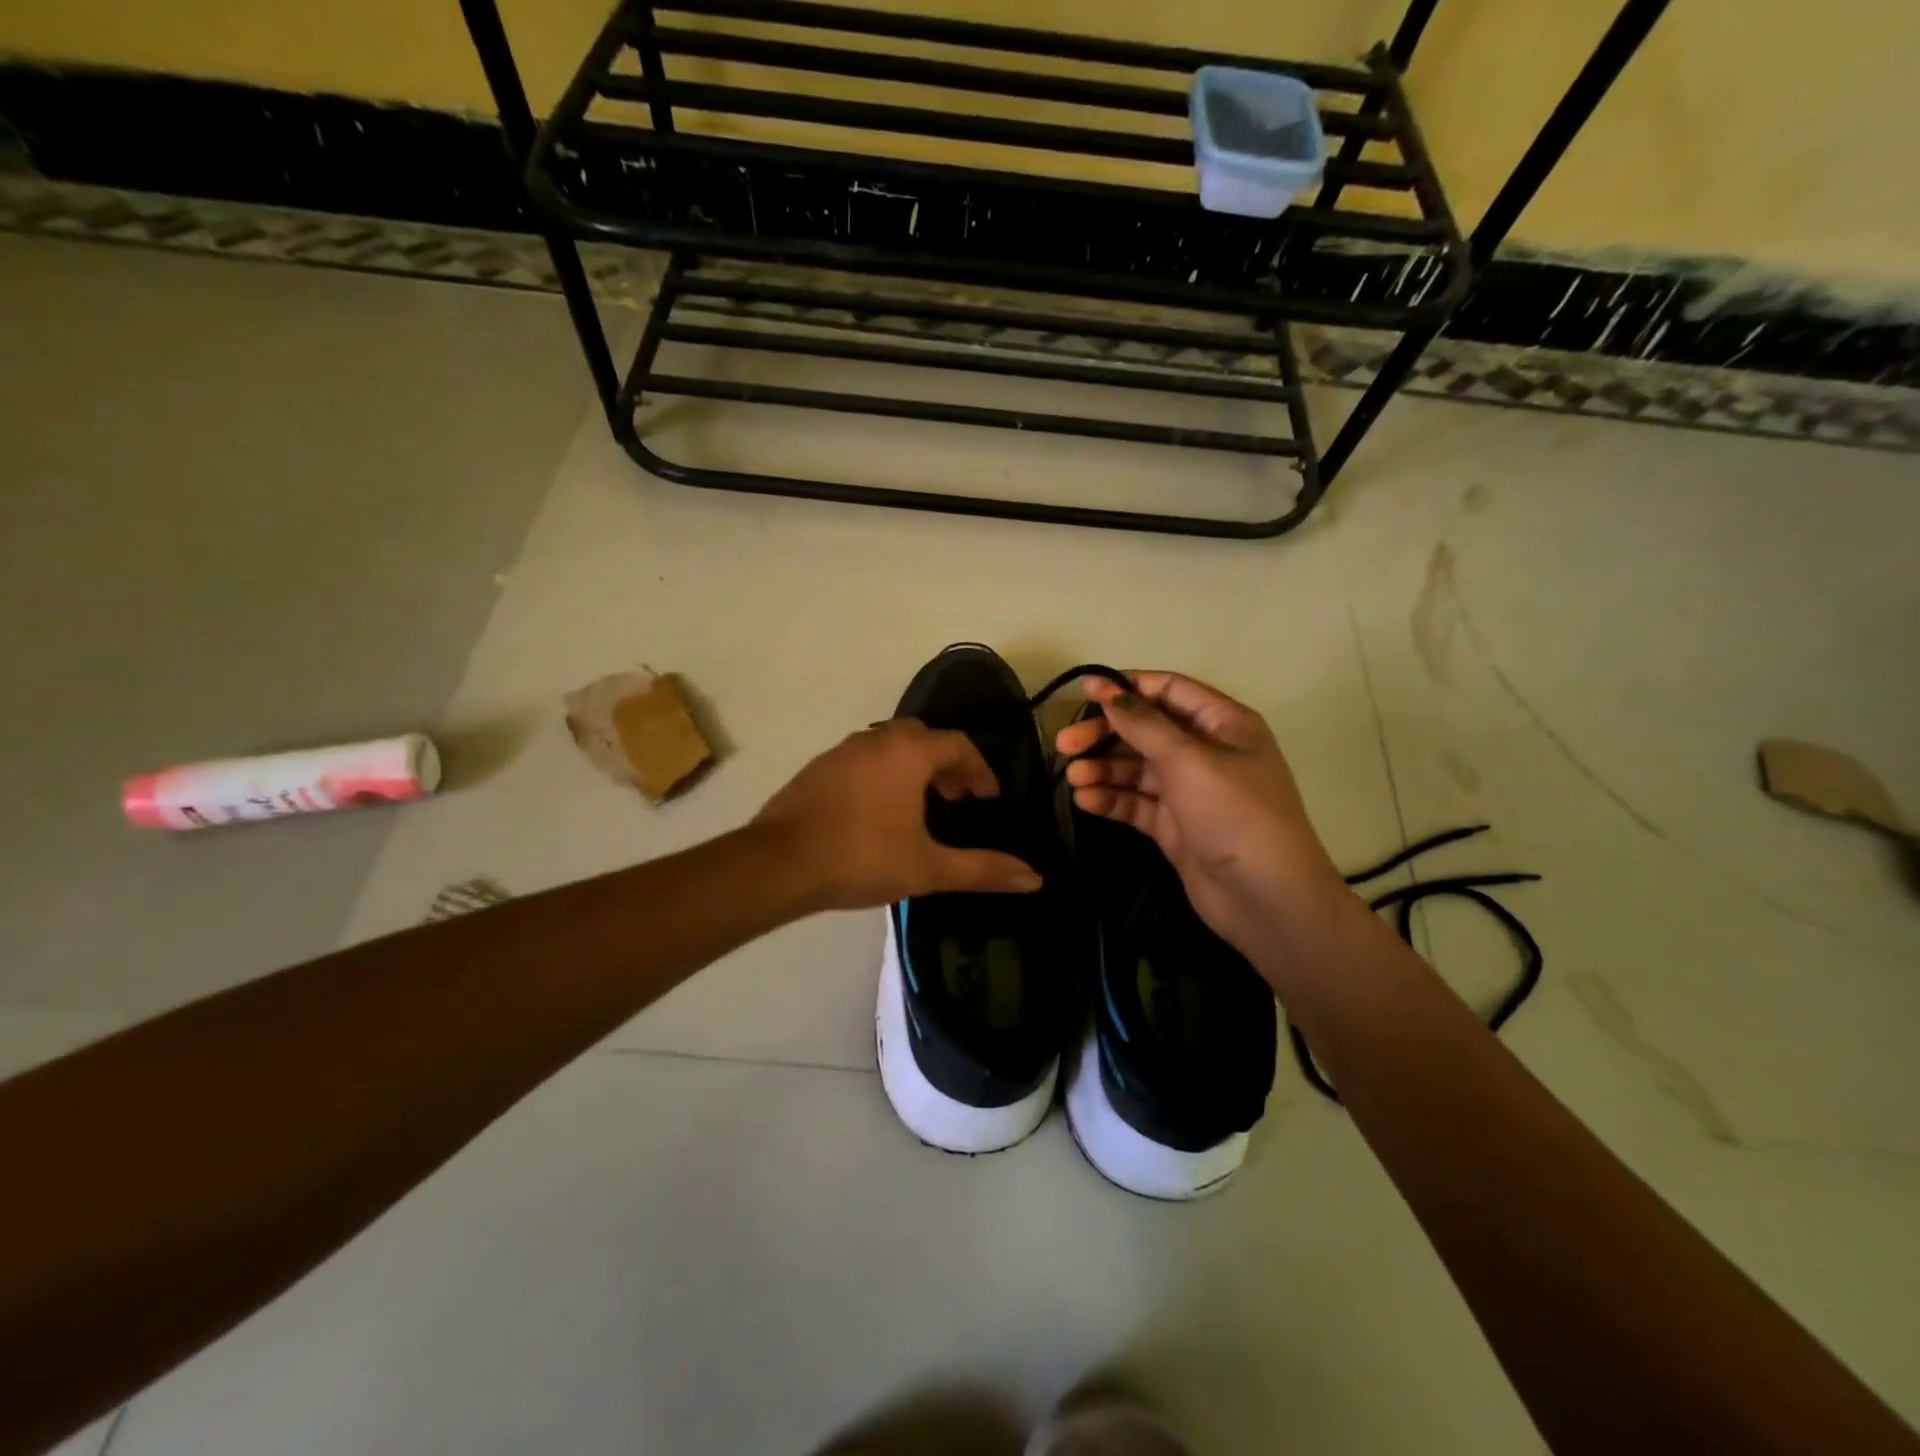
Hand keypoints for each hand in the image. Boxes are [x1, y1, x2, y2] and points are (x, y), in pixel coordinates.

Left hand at [756, 719, 1042, 911]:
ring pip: (890, 747)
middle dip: (948, 766)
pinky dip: (883, 775)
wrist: (779, 864)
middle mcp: (876, 740)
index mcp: (909, 752)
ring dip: (914, 769)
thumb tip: (1035, 879)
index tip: (988, 799)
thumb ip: (983, 870)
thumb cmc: (862, 858)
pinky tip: (878, 813)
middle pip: (924, 739)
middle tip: (958, 800)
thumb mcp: (928, 868)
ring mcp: (842, 751)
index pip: (958, 745)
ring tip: (922, 809)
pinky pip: (863, 760)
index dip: (980, 770)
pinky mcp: (818, 769)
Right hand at [1055, 672, 1348, 956]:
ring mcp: (1189, 791)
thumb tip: (1108, 692)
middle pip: (1146, 730)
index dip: (1126, 687)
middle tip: (1064, 744)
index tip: (1084, 690)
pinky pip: (1136, 803)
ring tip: (1072, 778)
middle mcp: (1206, 752)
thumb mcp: (1189, 761)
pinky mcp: (1174, 825)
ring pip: (1137, 768)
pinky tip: (1084, 800)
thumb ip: (1144, 725)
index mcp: (1223, 724)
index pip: (1169, 691)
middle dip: (1105, 734)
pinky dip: (1111, 799)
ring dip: (1103, 769)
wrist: (1266, 899)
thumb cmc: (1235, 814)